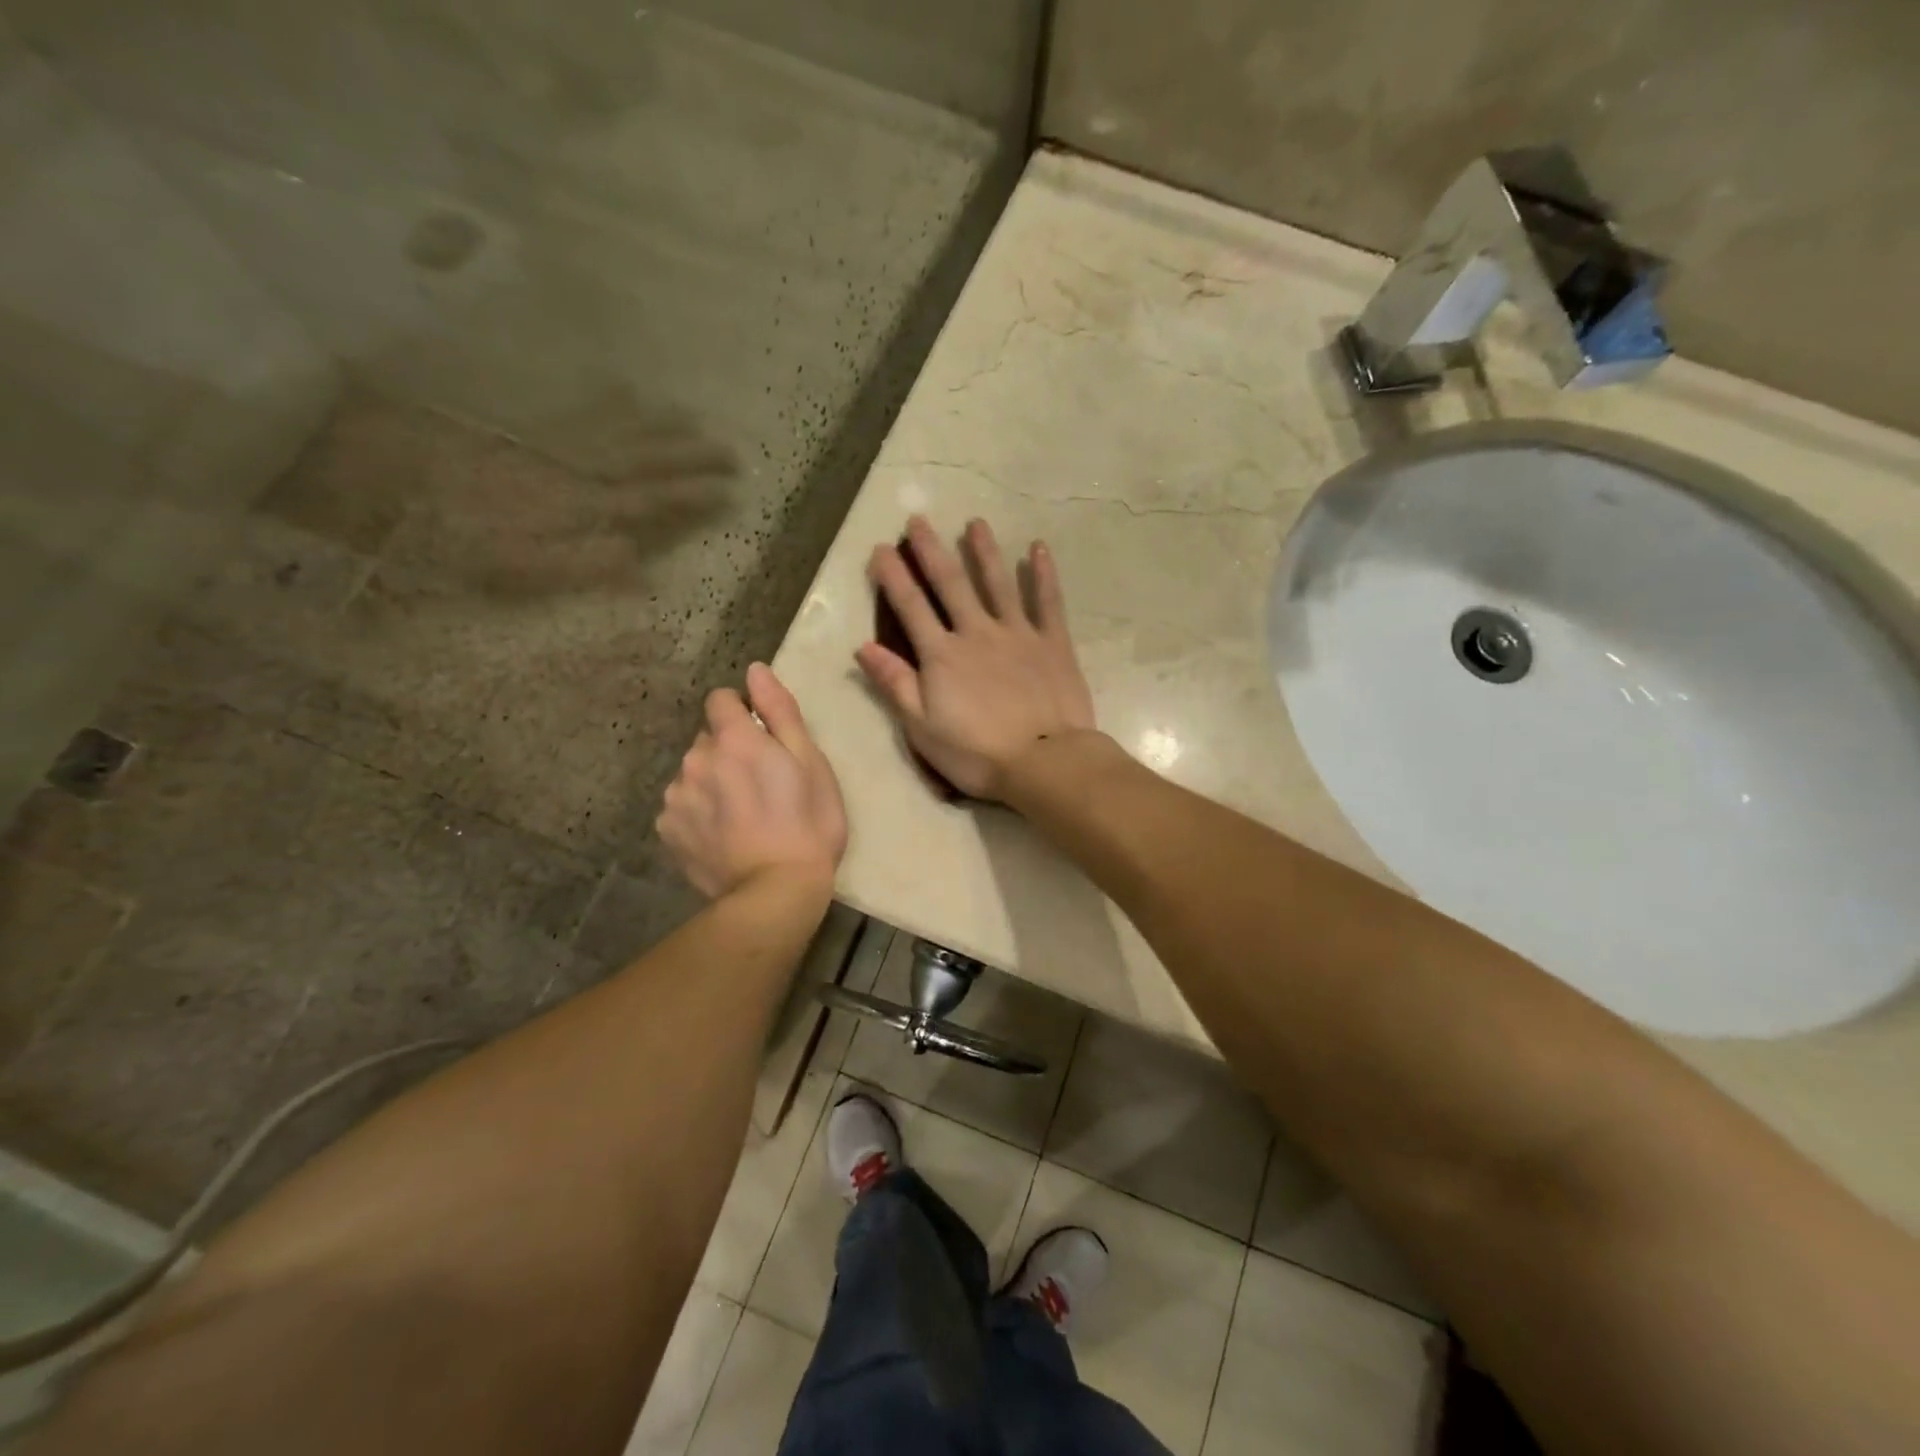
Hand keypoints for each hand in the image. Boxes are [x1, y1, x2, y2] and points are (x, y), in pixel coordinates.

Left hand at [657, 664, 846, 899]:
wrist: (776, 892)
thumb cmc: (808, 823)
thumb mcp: (810, 762)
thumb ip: (780, 711)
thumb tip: (755, 670)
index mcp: (735, 738)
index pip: (721, 700)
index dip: (743, 712)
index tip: (763, 739)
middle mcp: (696, 758)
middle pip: (708, 738)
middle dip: (729, 750)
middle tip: (761, 784)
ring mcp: (676, 796)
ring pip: (693, 772)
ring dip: (712, 781)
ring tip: (741, 814)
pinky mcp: (667, 829)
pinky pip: (681, 805)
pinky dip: (698, 812)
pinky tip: (722, 835)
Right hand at [857, 516, 1096, 800]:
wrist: (1044, 762)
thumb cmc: (976, 753)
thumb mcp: (922, 727)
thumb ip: (895, 684)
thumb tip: (863, 647)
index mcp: (942, 655)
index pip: (911, 608)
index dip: (893, 577)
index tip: (881, 549)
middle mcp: (977, 633)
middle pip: (951, 584)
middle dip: (931, 550)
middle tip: (919, 519)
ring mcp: (1018, 633)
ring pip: (998, 583)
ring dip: (984, 551)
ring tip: (976, 523)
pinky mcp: (1053, 643)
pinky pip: (1048, 601)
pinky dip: (1043, 575)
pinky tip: (1038, 549)